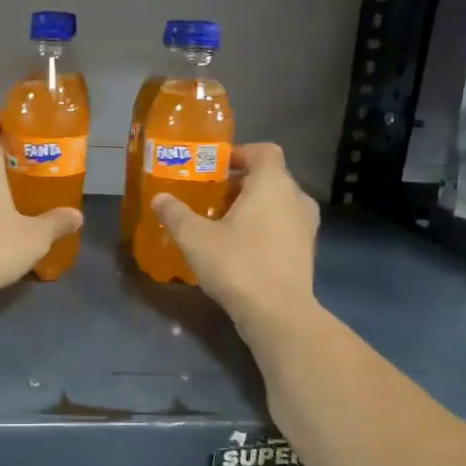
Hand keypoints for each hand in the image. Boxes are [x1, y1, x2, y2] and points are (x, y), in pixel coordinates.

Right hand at [151, 143, 318, 328]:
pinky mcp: (306, 252)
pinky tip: (239, 247)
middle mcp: (296, 199)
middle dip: (240, 183)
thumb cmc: (238, 264)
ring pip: (278, 204)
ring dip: (253, 207)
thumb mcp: (195, 237)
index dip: (240, 153)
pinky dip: (264, 228)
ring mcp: (306, 227)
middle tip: (210, 196)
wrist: (278, 314)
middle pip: (270, 177)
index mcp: (272, 184)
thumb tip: (159, 198)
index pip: (264, 151)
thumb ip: (176, 214)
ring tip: (222, 222)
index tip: (216, 165)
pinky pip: (283, 227)